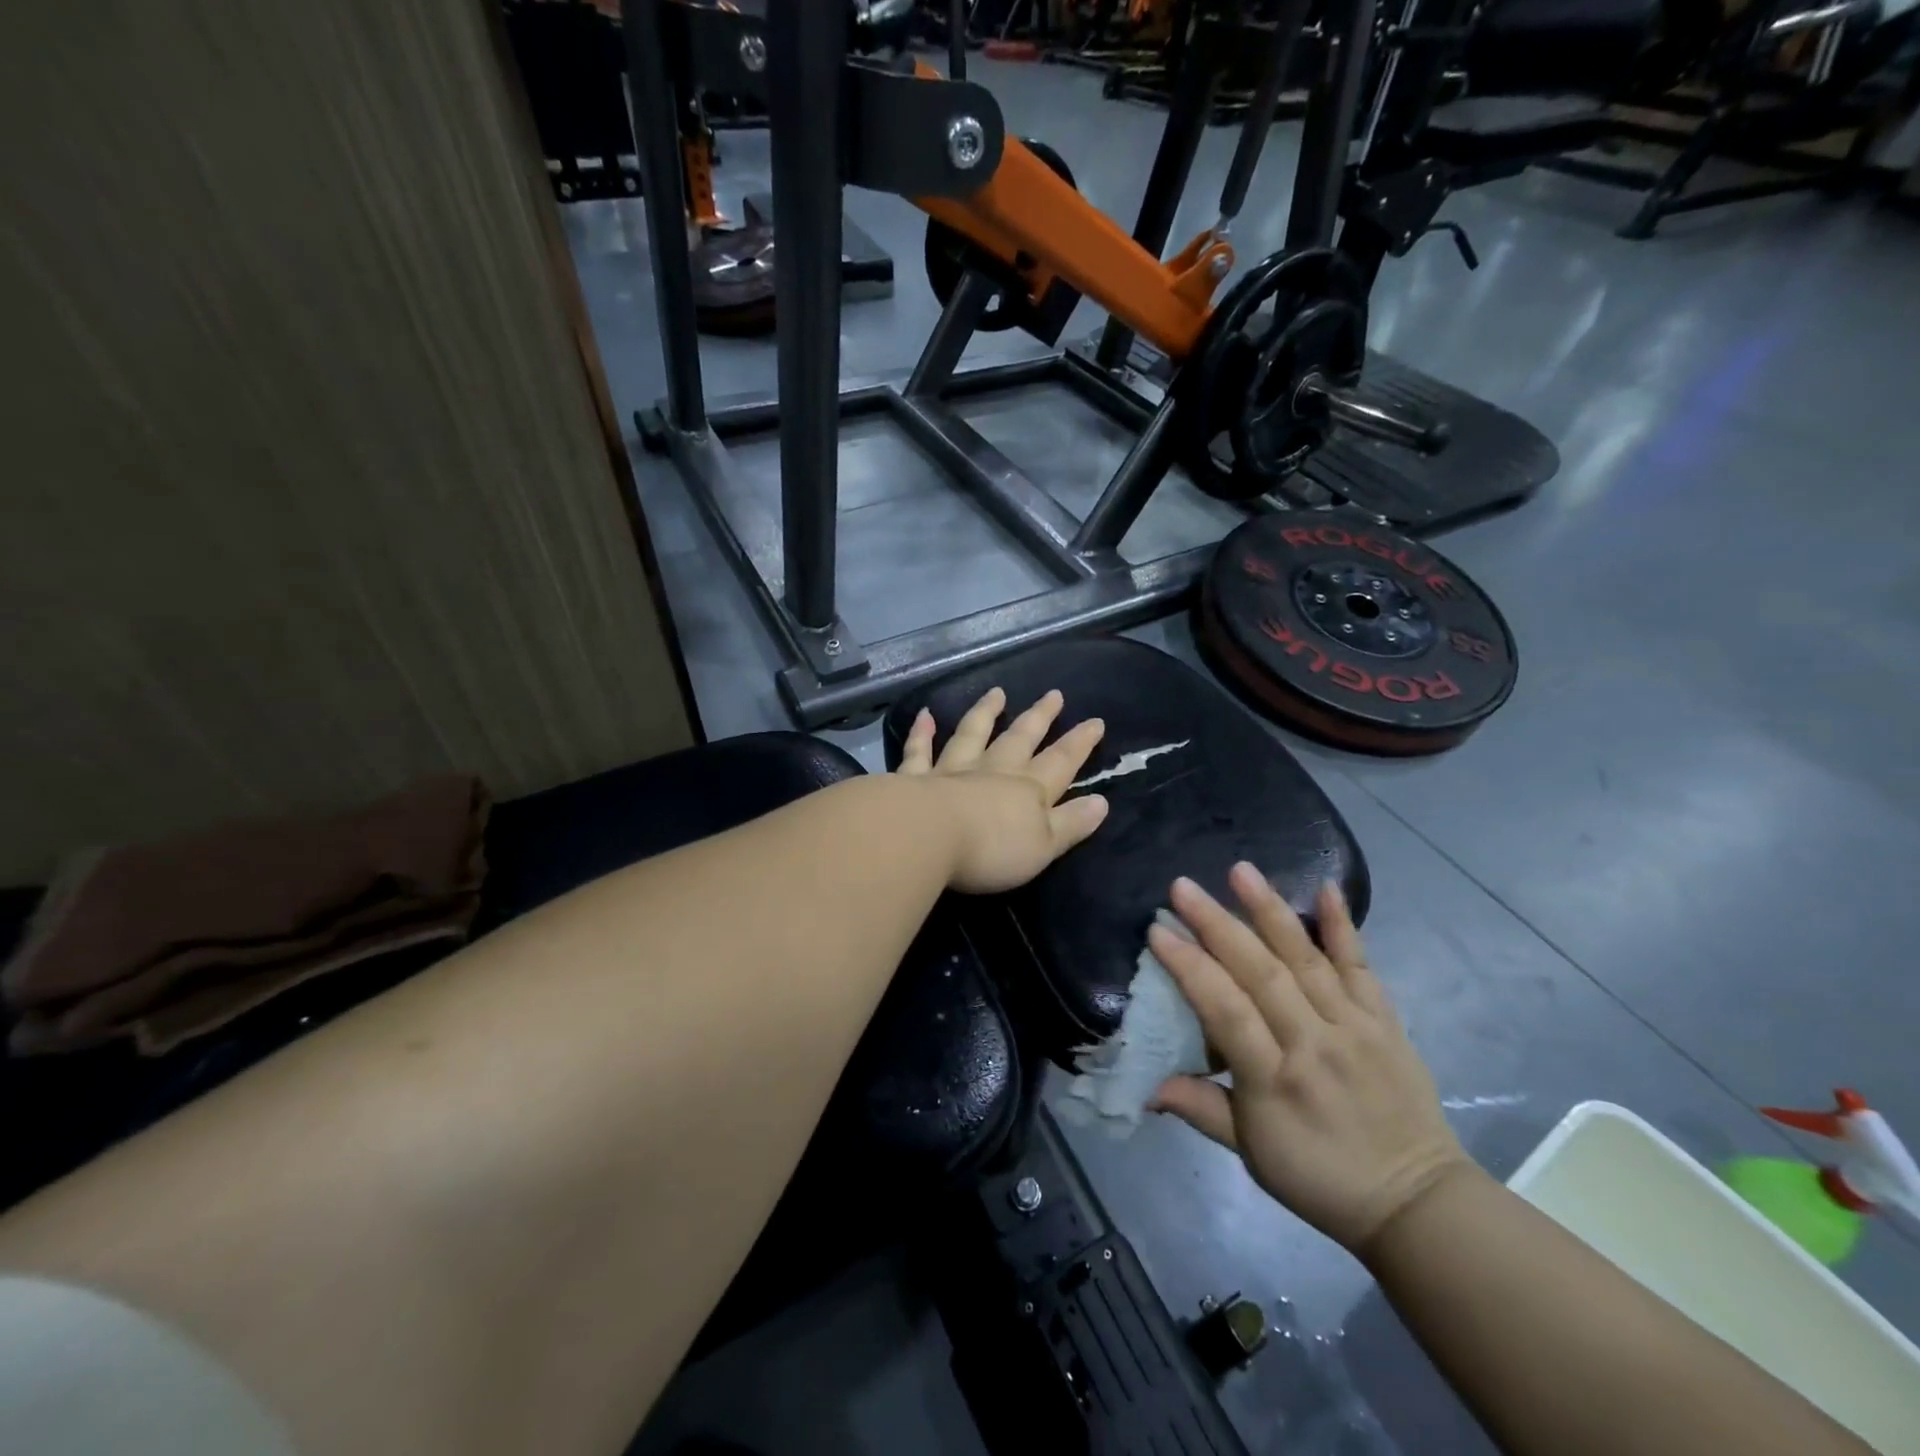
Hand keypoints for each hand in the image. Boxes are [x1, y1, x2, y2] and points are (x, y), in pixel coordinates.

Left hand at [896, 687, 1109, 893]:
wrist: (927, 837)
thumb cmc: (991, 849)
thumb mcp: (1044, 846)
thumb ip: (1071, 823)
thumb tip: (1101, 801)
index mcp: (1028, 790)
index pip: (1061, 762)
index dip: (1080, 743)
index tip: (1095, 721)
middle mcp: (992, 771)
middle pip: (1020, 739)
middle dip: (1039, 718)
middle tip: (1054, 694)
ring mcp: (952, 771)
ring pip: (972, 734)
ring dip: (985, 713)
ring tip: (997, 693)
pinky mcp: (916, 778)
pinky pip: (920, 752)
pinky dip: (921, 734)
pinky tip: (924, 715)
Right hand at [1148, 865, 1475, 1253]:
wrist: (1417, 1201)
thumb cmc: (1320, 1178)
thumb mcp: (1252, 1155)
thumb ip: (1200, 1108)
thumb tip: (1146, 1083)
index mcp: (1276, 1081)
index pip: (1226, 1012)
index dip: (1190, 968)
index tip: (1158, 931)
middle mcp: (1314, 1043)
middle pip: (1261, 974)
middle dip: (1218, 925)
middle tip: (1182, 887)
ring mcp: (1354, 1026)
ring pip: (1306, 958)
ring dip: (1271, 911)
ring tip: (1240, 870)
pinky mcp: (1384, 1019)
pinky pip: (1362, 965)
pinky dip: (1344, 926)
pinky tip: (1327, 888)